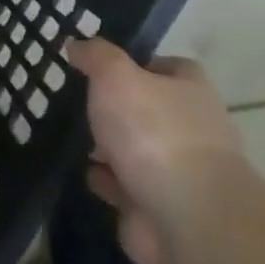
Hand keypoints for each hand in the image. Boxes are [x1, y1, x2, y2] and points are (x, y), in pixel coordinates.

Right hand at [66, 38, 249, 263]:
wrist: (186, 219)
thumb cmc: (154, 133)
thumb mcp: (116, 77)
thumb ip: (96, 57)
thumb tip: (78, 43)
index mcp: (190, 92)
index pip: (170, 67)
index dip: (139, 63)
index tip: (101, 67)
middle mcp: (192, 129)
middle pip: (151, 110)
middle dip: (117, 110)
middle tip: (78, 102)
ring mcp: (179, 173)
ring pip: (137, 151)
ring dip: (108, 148)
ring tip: (72, 137)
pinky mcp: (160, 208)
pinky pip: (127, 188)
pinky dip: (107, 181)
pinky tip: (85, 173)